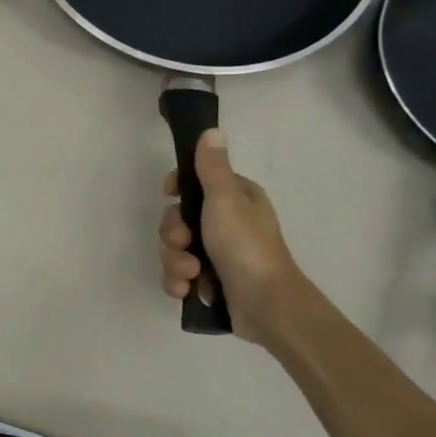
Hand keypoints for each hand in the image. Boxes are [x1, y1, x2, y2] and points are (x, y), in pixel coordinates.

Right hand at [159, 129, 305, 345]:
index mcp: (235, 199)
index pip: (195, 183)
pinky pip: (178, 275)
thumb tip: (211, 131)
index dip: (177, 189)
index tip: (169, 194)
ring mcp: (217, 255)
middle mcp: (226, 223)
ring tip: (191, 274)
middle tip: (184, 242)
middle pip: (177, 219)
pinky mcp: (209, 281)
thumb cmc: (246, 245)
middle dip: (173, 234)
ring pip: (174, 249)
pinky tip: (187, 289)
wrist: (266, 305)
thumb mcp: (226, 199)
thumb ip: (211, 167)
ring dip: (174, 261)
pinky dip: (179, 281)